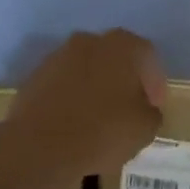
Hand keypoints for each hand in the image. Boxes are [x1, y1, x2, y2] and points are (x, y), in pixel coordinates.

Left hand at [3, 30, 164, 180]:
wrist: (39, 147)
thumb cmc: (102, 132)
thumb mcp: (145, 128)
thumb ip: (151, 112)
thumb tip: (144, 109)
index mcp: (122, 46)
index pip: (148, 56)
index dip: (155, 83)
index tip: (154, 106)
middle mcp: (89, 41)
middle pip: (115, 58)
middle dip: (124, 81)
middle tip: (129, 109)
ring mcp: (57, 57)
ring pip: (87, 69)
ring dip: (96, 88)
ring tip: (100, 119)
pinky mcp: (34, 77)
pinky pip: (63, 84)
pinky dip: (72, 98)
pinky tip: (74, 122)